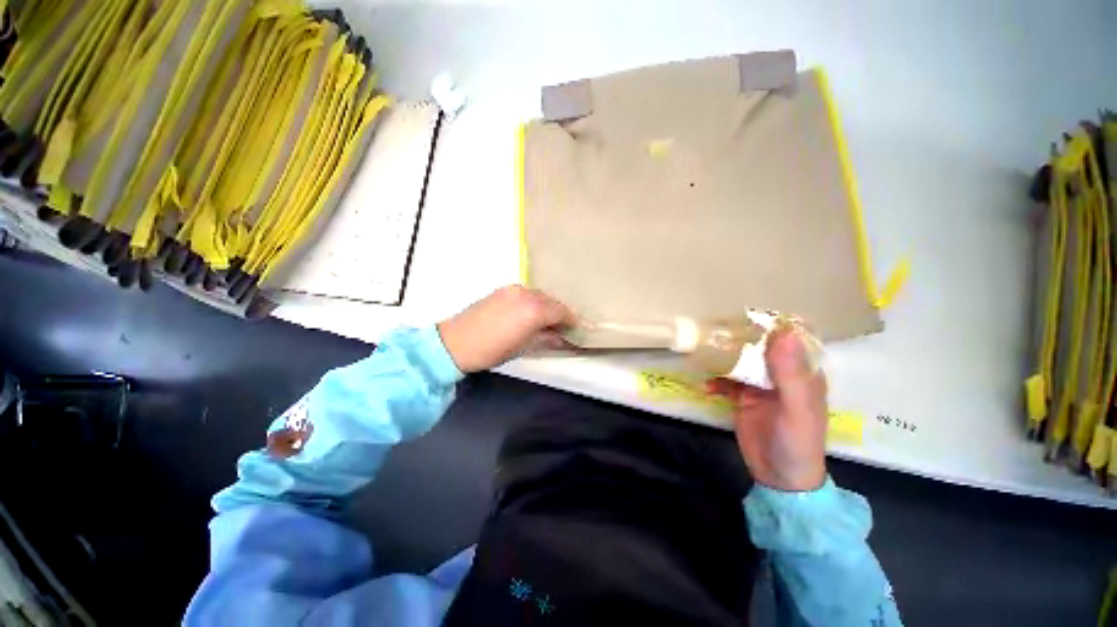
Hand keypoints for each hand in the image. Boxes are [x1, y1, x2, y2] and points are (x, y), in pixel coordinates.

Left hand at [438, 285, 575, 372]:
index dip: (571, 320)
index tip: (577, 328)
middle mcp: (526, 294)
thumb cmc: (493, 350)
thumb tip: (564, 338)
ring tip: (546, 321)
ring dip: (546, 306)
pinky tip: (529, 313)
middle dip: (559, 313)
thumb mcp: (524, 347)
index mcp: (534, 310)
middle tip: (562, 327)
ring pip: (539, 295)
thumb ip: (548, 339)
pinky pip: (526, 293)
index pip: (561, 311)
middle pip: (551, 301)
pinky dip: (533, 301)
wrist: (456, 342)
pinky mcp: (503, 289)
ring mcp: (513, 289)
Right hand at [707, 327, 827, 491]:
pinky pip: (725, 380)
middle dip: (739, 338)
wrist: (778, 477)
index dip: (771, 324)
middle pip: (759, 347)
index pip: (789, 338)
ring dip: (723, 357)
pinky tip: (706, 387)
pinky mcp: (742, 396)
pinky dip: (715, 381)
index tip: (746, 313)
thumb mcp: (796, 409)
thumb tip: (783, 333)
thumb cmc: (796, 442)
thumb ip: (790, 374)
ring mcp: (759, 385)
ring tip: (704, 353)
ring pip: (740, 361)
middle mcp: (780, 373)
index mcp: (802, 371)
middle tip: (715, 331)